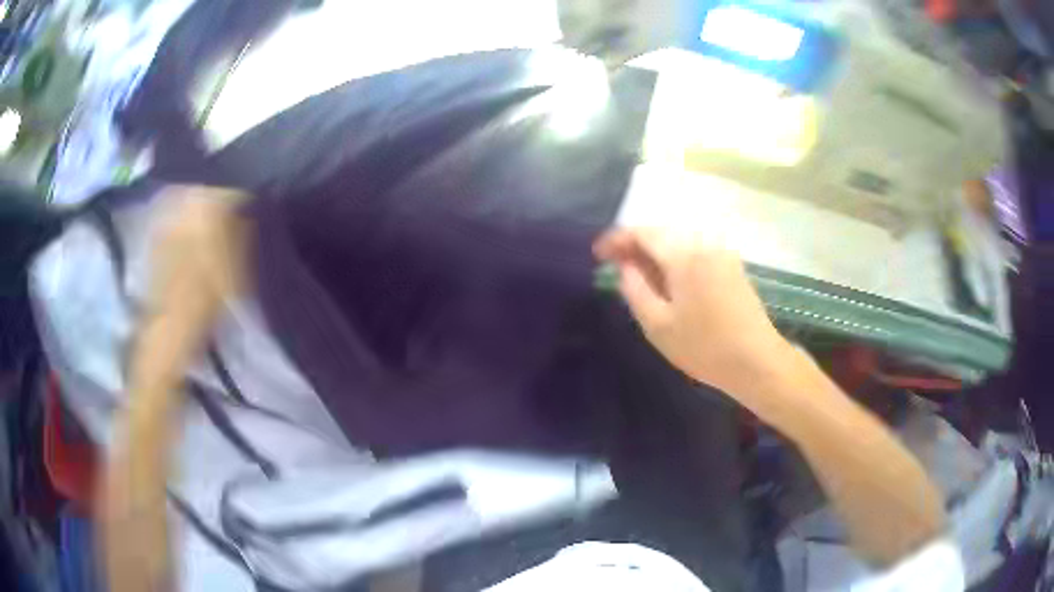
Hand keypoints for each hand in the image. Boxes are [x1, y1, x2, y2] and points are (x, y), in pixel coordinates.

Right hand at [594, 227, 788, 395]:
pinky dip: (675, 258)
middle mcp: (704, 244)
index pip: (642, 232)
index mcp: (683, 255)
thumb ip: (634, 289)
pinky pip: (695, 251)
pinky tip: (669, 281)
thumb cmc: (704, 347)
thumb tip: (624, 265)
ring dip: (656, 252)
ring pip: (679, 241)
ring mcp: (722, 253)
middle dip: (635, 244)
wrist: (757, 361)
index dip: (616, 239)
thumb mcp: (658, 325)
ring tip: (639, 275)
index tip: (598, 255)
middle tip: (615, 265)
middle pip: (662, 232)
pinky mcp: (732, 265)